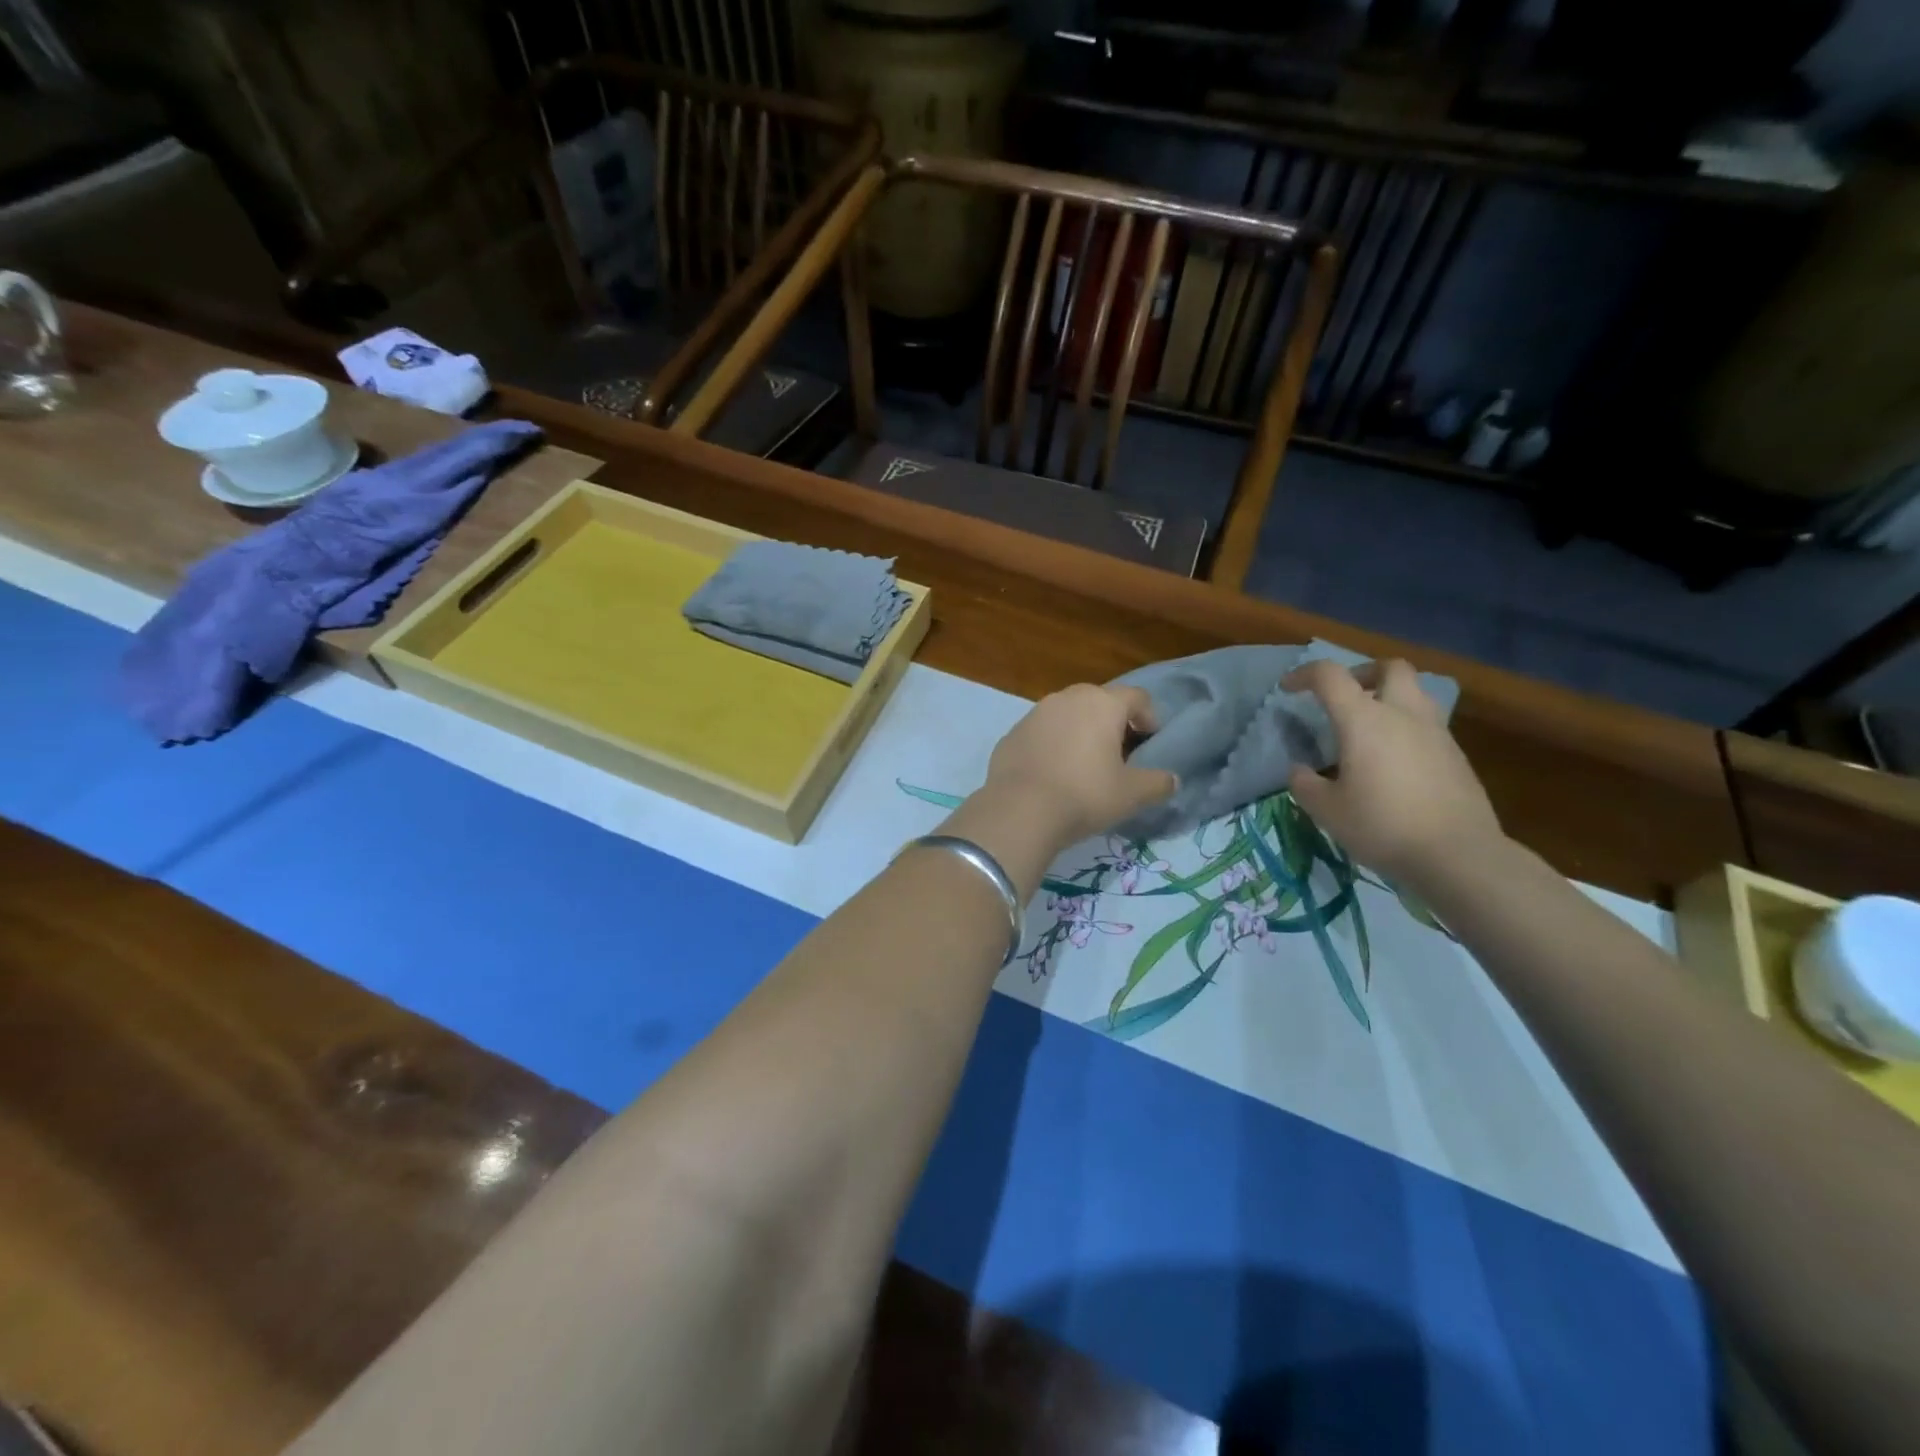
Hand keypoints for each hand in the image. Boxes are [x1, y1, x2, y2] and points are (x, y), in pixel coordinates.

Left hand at [979, 684, 1177, 853]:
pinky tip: (1053, 774)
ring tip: (1085, 765)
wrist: (1019, 810)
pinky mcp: (1012, 733)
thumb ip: (1158, 783)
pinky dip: (1052, 745)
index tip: (1149, 744)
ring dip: (1080, 732)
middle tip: (1119, 755)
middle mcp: (1067, 698)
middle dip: (1113, 723)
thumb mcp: (1132, 794)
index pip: (1137, 697)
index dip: (1150, 718)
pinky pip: (1042, 733)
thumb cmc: (1085, 795)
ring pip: (1068, 715)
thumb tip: (1172, 780)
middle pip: (1100, 701)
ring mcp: (1035, 713)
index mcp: (1102, 703)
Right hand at [1284, 658, 1503, 883]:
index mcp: (1364, 720)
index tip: (1288, 689)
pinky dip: (1406, 726)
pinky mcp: (1456, 755)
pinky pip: (1427, 723)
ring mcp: (1436, 732)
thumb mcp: (1326, 810)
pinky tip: (1393, 760)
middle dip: (1363, 672)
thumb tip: (1300, 771)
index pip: (1330, 676)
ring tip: (1369, 726)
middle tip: (1344, 696)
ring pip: (1415, 692)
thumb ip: (1305, 784)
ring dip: (1389, 696)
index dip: (1304, 674)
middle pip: (1390, 667)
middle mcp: (1403, 714)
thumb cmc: (1382, 826)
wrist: (1458, 854)